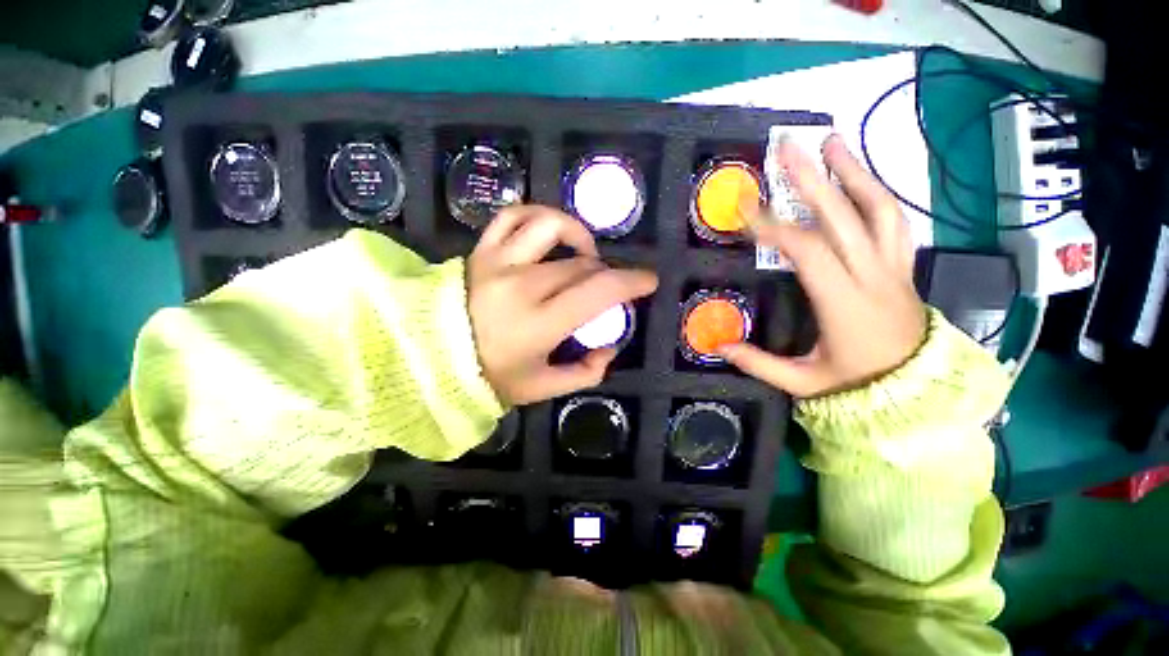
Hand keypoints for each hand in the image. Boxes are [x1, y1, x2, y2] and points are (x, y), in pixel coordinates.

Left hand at [468, 205, 658, 404]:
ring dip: (578, 235)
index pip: (599, 290)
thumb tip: (609, 348)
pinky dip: (537, 216)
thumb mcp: (543, 387)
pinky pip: (511, 216)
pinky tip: (549, 231)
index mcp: (540, 323)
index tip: (648, 281)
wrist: (430, 359)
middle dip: (605, 273)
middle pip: (580, 264)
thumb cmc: (490, 377)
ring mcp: (498, 261)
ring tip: (584, 253)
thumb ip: (585, 372)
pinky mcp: (481, 250)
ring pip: (550, 226)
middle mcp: (522, 285)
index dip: (632, 282)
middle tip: (606, 287)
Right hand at [720, 134, 925, 397]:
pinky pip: (895, 222)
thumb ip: (758, 362)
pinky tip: (861, 179)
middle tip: (789, 147)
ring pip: (880, 210)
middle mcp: (873, 276)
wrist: (920, 393)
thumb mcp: (802, 381)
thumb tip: (717, 345)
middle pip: (844, 217)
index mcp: (845, 302)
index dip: (774, 228)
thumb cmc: (857, 385)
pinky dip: (877, 195)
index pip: (808, 251)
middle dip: (813, 179)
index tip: (746, 209)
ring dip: (854, 173)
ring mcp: (894, 268)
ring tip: (833, 143)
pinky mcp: (903, 267)